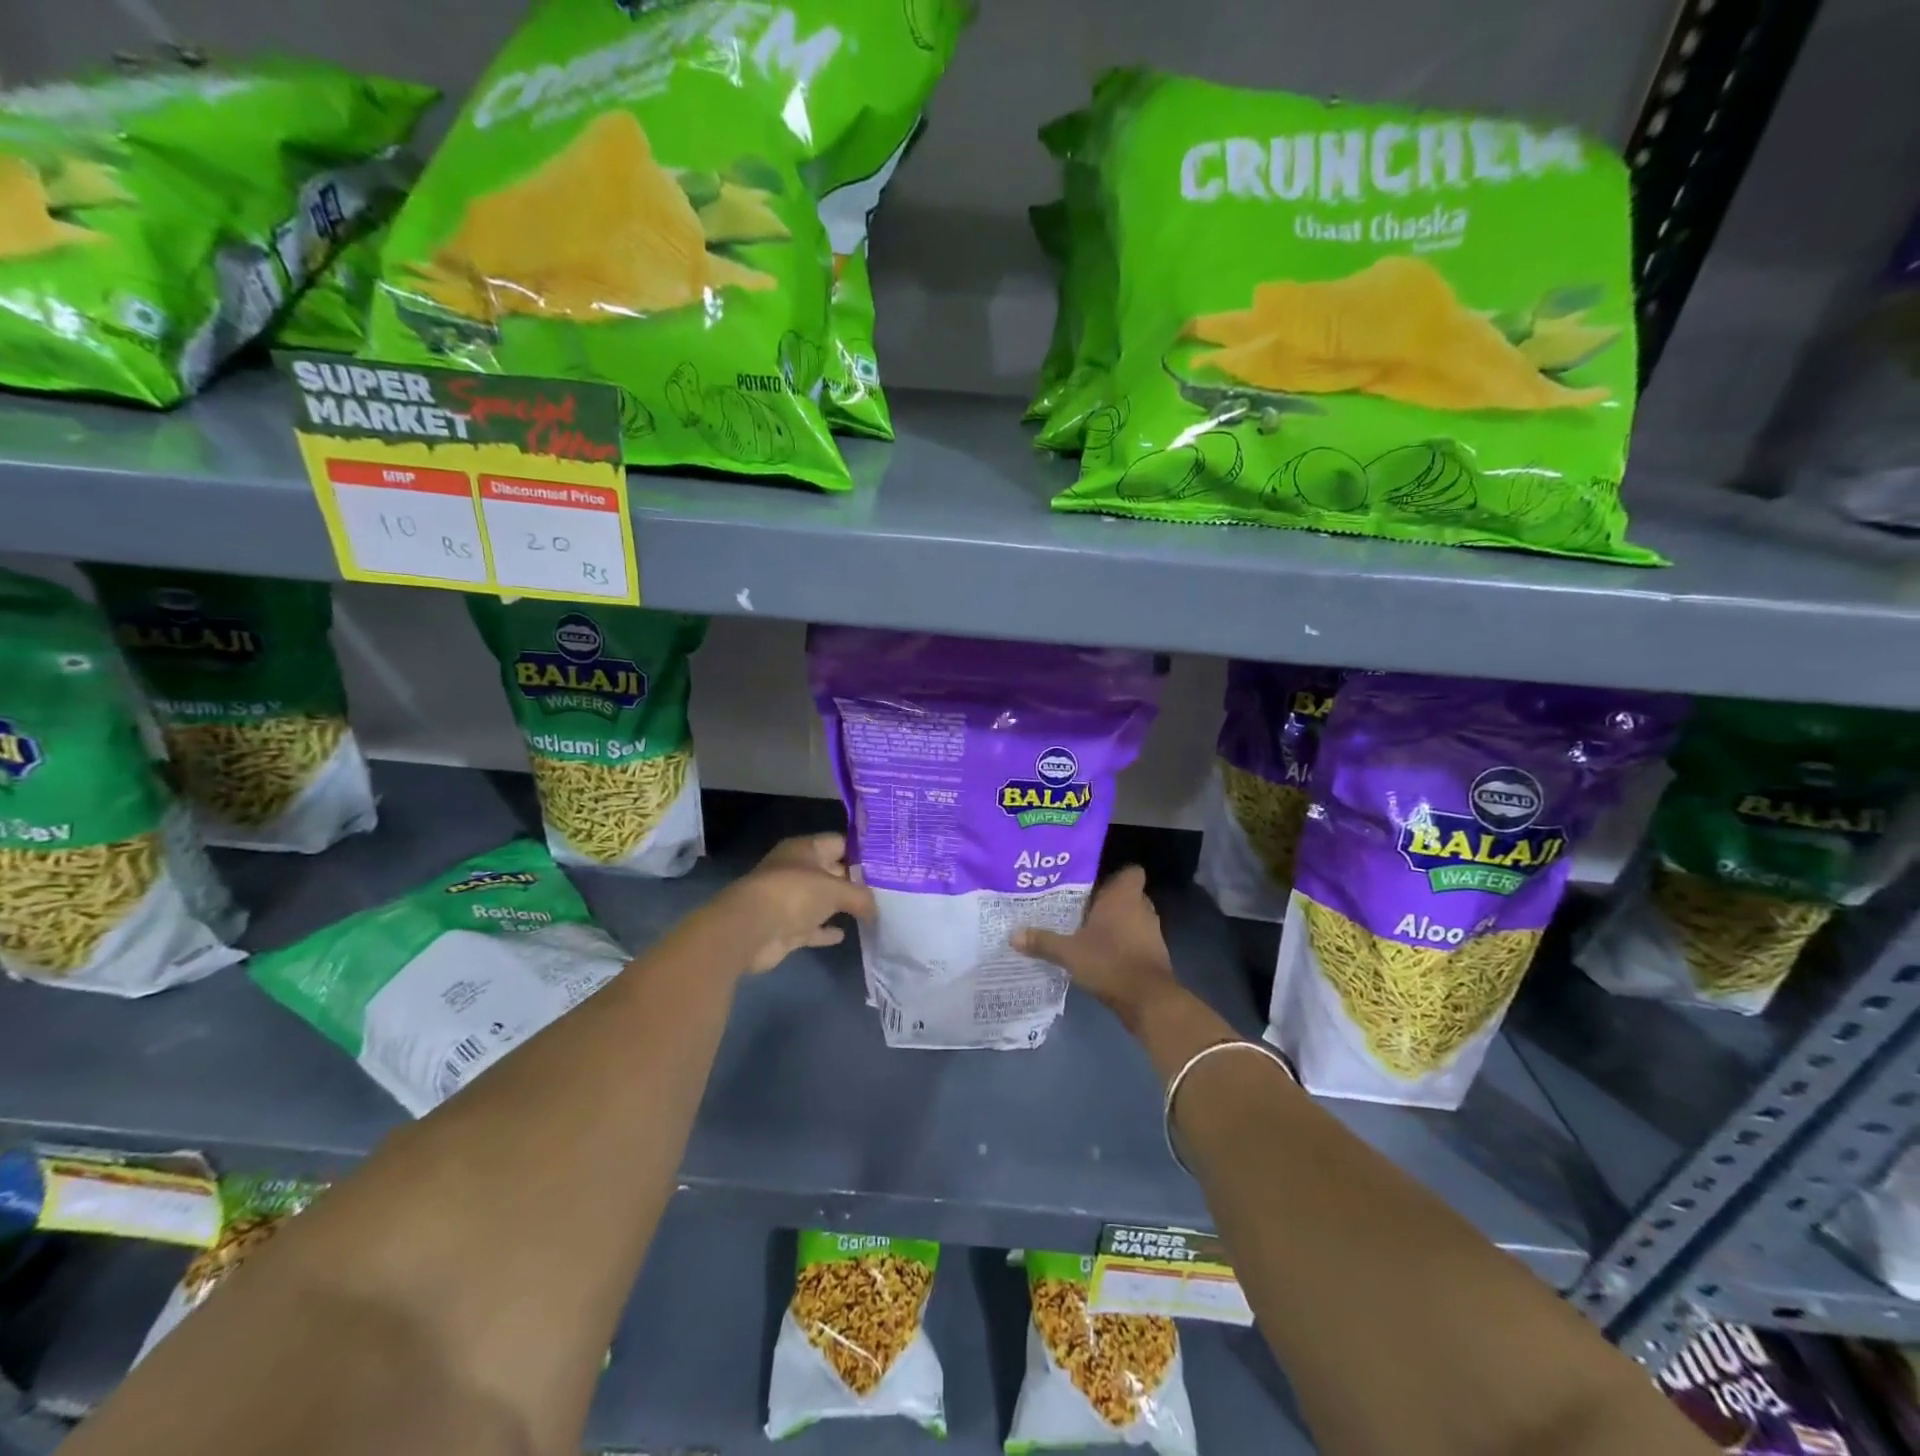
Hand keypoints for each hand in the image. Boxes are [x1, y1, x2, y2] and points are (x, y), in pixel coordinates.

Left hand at [714, 832, 874, 974]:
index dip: (863, 851)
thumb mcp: (836, 889)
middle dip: (856, 880)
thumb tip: (876, 909)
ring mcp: (789, 900)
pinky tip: (844, 934)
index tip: (888, 861)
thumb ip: (861, 897)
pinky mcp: (785, 927)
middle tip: (888, 889)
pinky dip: (825, 930)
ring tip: (874, 911)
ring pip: (822, 900)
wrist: (750, 930)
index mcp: (805, 849)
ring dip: (841, 906)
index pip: (840, 842)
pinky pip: (812, 927)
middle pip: (833, 871)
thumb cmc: (794, 894)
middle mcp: (796, 870)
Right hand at [1012, 865, 1179, 1029]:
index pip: (1130, 871)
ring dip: (1114, 924)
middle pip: (1126, 895)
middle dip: (1106, 901)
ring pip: (1131, 918)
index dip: (1114, 874)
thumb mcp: (1069, 952)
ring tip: (1086, 931)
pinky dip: (1122, 944)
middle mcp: (1141, 908)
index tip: (1092, 883)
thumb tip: (1013, 934)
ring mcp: (1151, 932)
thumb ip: (1042, 941)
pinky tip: (1100, 954)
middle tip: (1079, 906)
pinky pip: (1135, 940)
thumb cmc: (1110, 962)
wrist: (1148, 999)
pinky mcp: (1154, 955)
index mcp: (1124, 897)